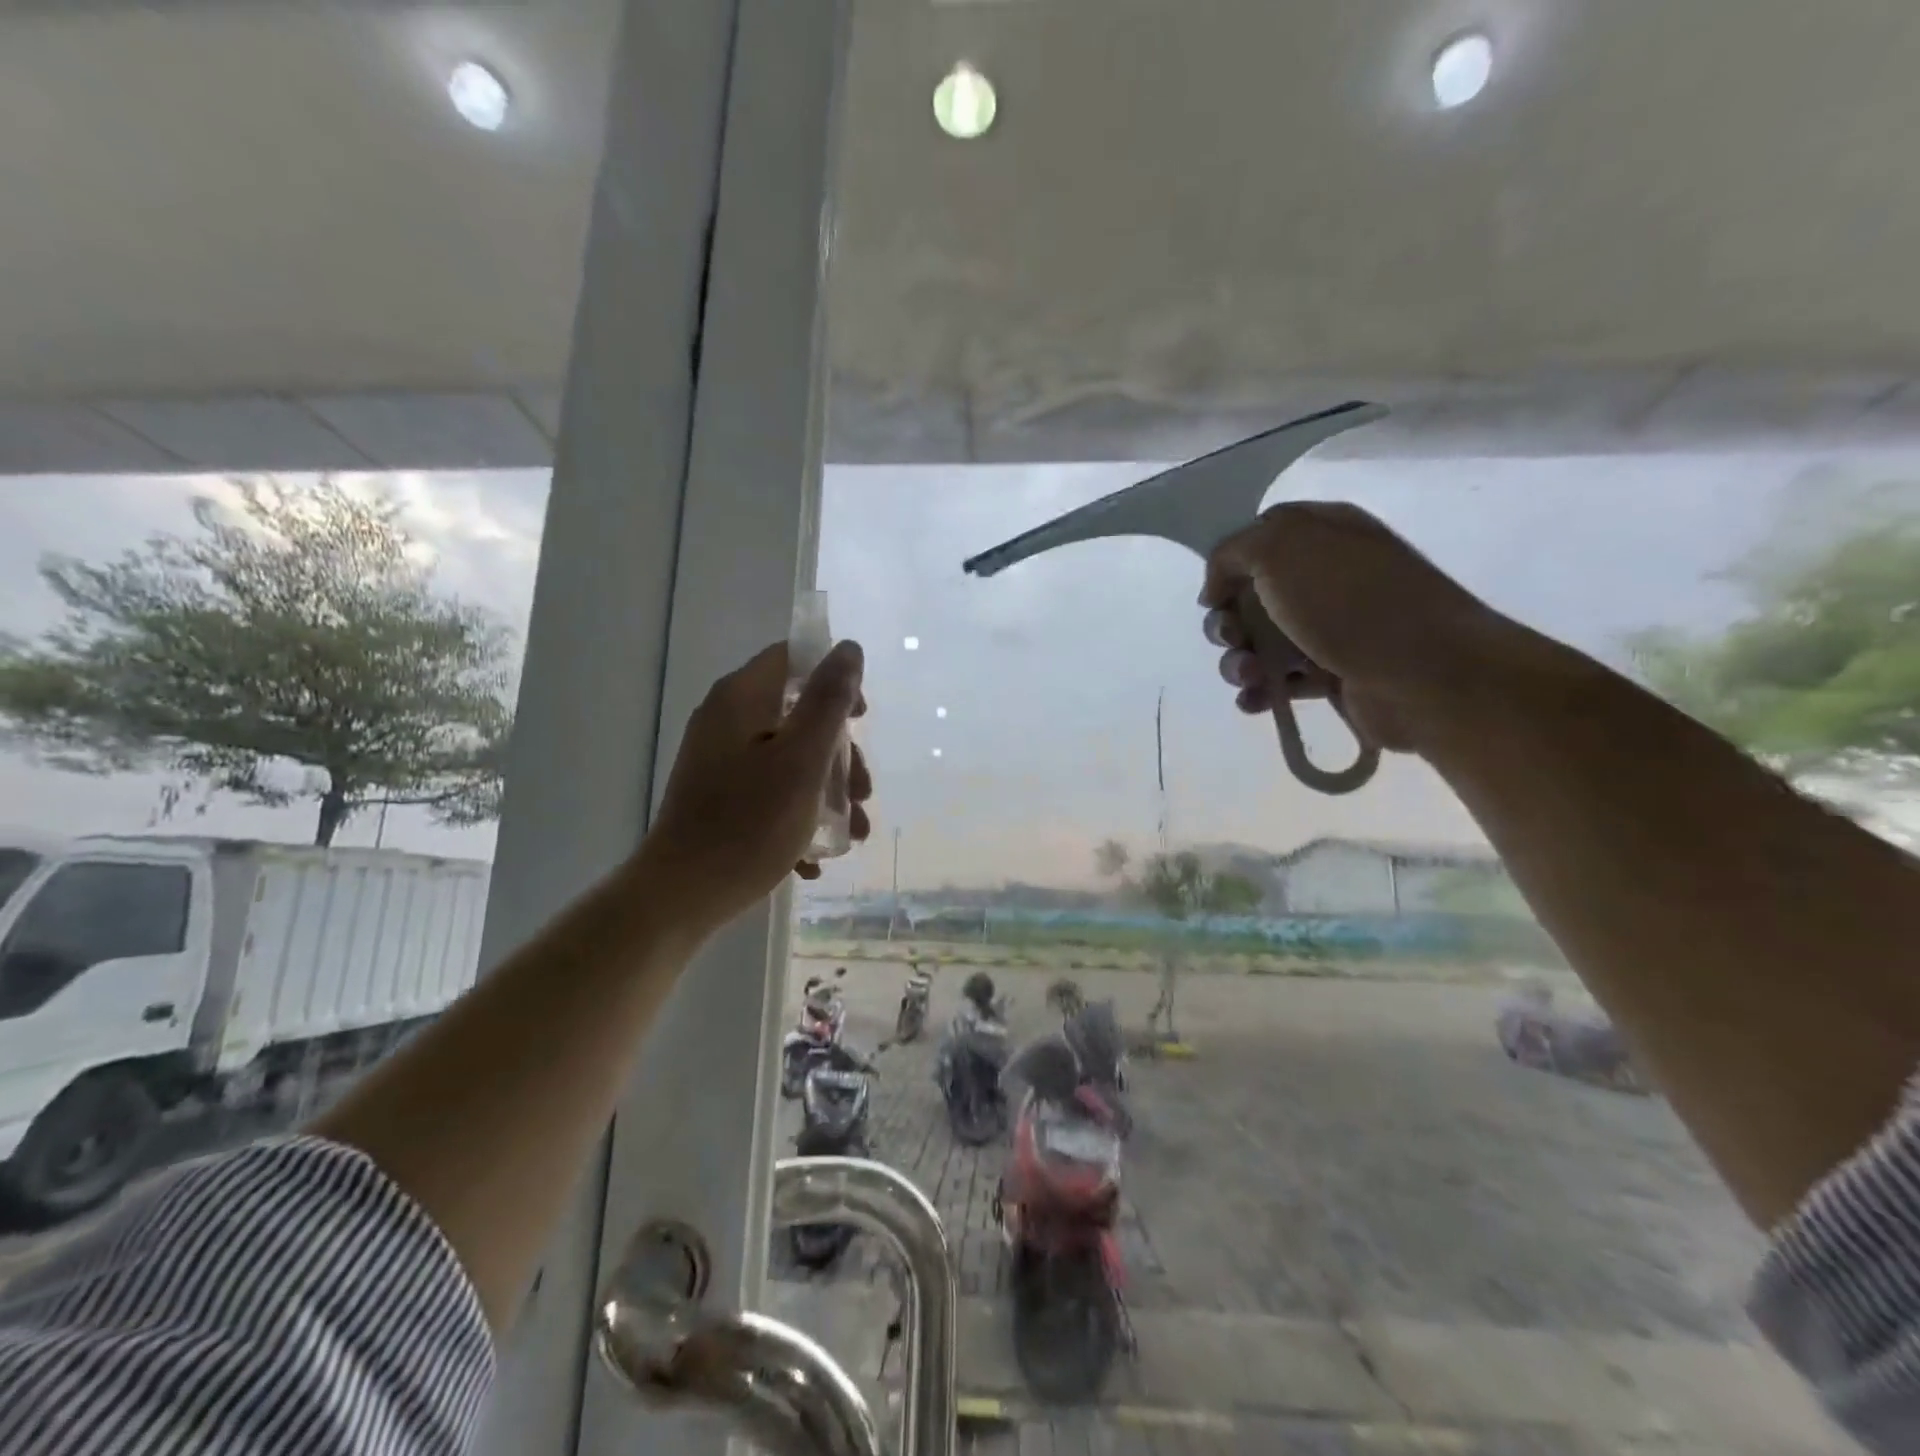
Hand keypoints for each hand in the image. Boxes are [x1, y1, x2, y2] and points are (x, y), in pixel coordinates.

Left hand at [641, 639, 871, 931]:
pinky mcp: (717, 796)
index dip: (834, 680)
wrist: (681, 895)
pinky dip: (797, 813)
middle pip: (796, 714)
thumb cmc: (749, 823)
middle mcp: (725, 721)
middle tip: (864, 792)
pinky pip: (768, 790)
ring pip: (788, 758)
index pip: (792, 659)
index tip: (861, 721)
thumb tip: (848, 649)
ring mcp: (719, 761)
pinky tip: (813, 856)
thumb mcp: (802, 760)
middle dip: (840, 754)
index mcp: (741, 699)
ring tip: (853, 833)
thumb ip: (828, 701)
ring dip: (827, 791)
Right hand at [1198, 502, 1512, 754]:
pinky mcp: (1335, 674)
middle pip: (1253, 596)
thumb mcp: (1280, 548)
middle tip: (1231, 638)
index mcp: (1324, 534)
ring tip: (1247, 677)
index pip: (1260, 538)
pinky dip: (1261, 691)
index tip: (1215, 594)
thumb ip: (1232, 553)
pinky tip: (1255, 700)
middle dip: (1227, 621)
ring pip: (1262, 643)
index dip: (1228, 565)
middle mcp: (1329, 576)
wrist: (1425, 674)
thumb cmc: (1350, 602)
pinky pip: (1283, 681)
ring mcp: (1334, 628)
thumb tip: (1216, 590)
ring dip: (1239, 661)